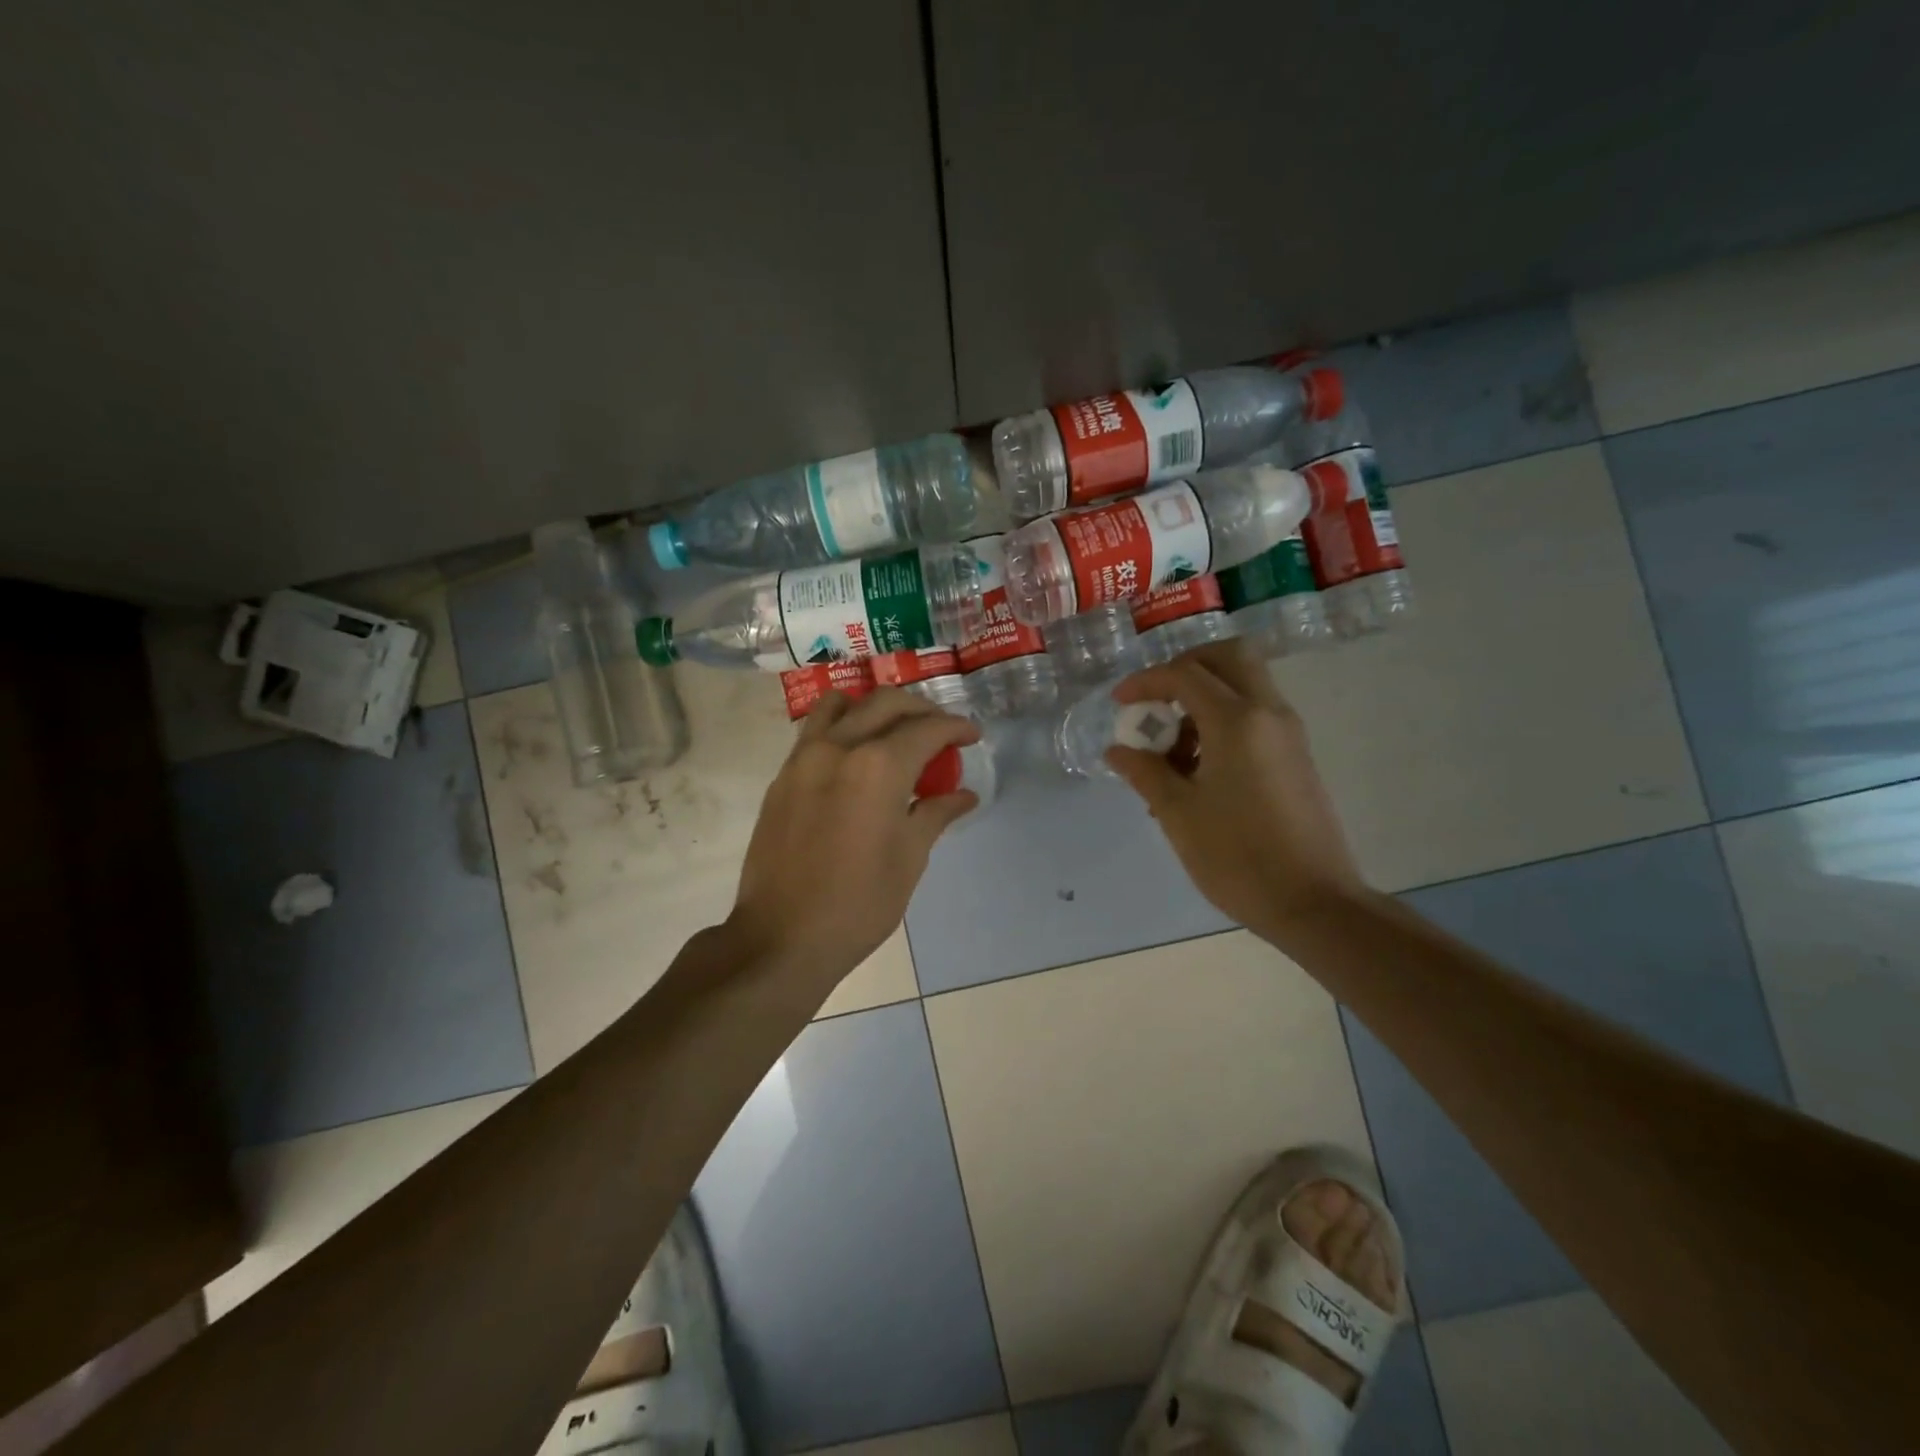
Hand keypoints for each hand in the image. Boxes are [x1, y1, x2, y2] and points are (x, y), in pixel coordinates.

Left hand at [729, 687, 979, 983]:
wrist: (782, 936)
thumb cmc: (859, 903)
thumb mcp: (910, 858)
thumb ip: (936, 813)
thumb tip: (964, 794)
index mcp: (878, 767)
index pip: (926, 729)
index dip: (955, 727)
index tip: (971, 735)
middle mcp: (839, 747)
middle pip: (886, 703)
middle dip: (921, 710)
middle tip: (940, 732)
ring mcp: (803, 758)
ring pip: (842, 705)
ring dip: (874, 708)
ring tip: (893, 732)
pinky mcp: (782, 776)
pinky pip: (815, 731)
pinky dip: (842, 727)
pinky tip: (856, 758)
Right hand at [1105, 640, 1369, 941]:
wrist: (1314, 903)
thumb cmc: (1238, 857)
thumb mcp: (1178, 814)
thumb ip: (1144, 772)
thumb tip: (1118, 750)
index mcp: (1237, 721)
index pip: (1185, 674)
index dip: (1146, 681)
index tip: (1119, 703)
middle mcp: (1268, 713)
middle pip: (1229, 656)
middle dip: (1186, 667)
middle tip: (1157, 699)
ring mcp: (1288, 733)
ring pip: (1245, 684)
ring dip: (1204, 697)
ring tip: (1172, 750)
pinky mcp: (1296, 755)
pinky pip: (1256, 714)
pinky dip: (1223, 719)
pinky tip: (1199, 769)